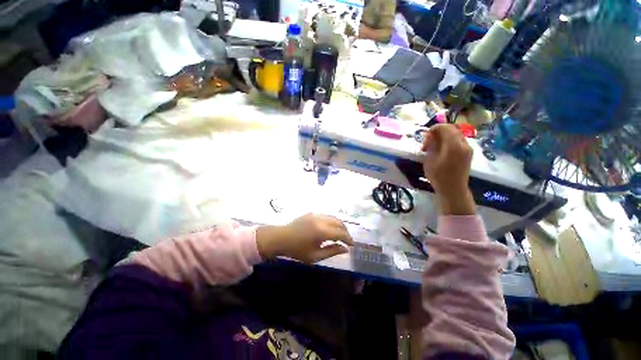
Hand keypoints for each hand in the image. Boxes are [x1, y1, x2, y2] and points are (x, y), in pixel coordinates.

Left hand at [256, 214, 353, 262]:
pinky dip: (332, 221)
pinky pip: (326, 216)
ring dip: (340, 225)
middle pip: (339, 223)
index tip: (352, 245)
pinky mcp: (312, 213)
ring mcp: (316, 215)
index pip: (341, 233)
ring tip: (340, 234)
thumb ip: (332, 251)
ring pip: (333, 217)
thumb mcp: (315, 256)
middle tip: (347, 240)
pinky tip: (330, 228)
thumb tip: (345, 249)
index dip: (349, 239)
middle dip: (346, 231)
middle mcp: (321, 220)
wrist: (281, 238)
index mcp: (322, 231)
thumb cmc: (297, 250)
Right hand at [422, 124, 475, 214]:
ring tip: (434, 146)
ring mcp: (468, 148)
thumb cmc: (439, 176)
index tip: (425, 136)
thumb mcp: (430, 160)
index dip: (434, 129)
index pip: (445, 127)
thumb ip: (431, 145)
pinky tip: (442, 150)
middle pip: (451, 129)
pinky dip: (449, 141)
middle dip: (438, 132)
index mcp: (454, 145)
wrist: (453, 190)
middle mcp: (464, 144)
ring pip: (455, 134)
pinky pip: (458, 141)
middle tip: (428, 142)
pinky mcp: (468, 153)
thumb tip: (430, 135)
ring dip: (444, 137)